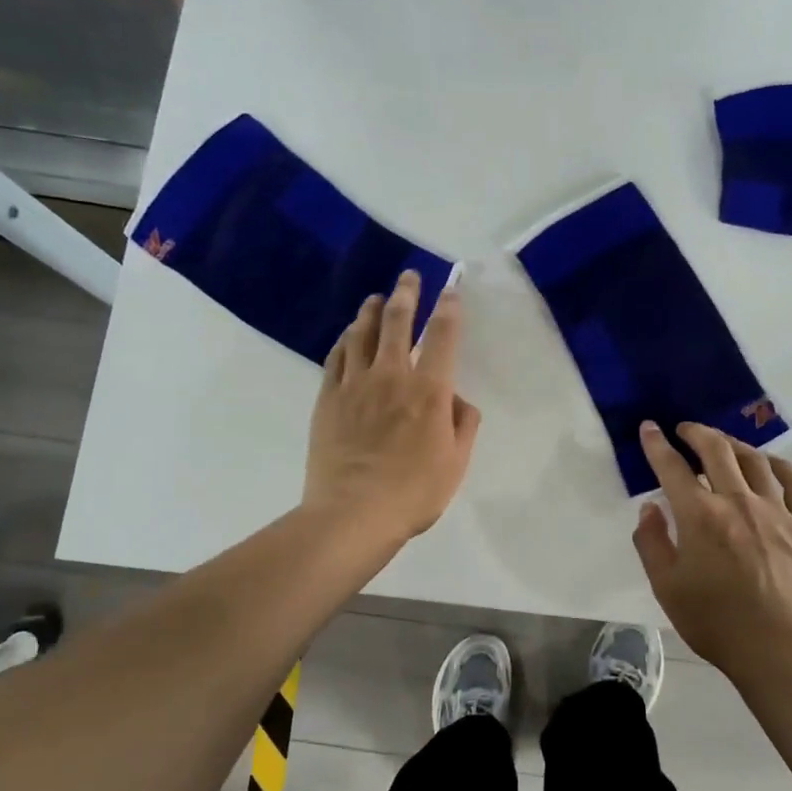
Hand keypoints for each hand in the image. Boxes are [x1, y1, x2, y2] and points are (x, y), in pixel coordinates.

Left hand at [304, 271, 480, 540]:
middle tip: (408, 277)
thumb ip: (463, 425)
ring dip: (371, 310)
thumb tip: (458, 400)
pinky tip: (348, 335)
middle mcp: (391, 376)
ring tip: (376, 298)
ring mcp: (355, 385)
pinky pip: (336, 358)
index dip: (448, 308)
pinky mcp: (328, 398)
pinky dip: (345, 340)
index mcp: (429, 391)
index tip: (450, 290)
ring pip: (361, 333)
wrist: (353, 513)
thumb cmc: (413, 493)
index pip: (442, 336)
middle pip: (397, 322)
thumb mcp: (456, 463)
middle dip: (406, 294)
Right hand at [630, 421, 791, 680]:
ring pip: (754, 460)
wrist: (778, 647)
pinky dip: (781, 466)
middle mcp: (737, 501)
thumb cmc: (714, 620)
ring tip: (722, 443)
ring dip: (733, 444)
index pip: (672, 467)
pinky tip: (770, 465)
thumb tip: (650, 507)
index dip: (657, 444)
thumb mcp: (666, 586)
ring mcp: (775, 510)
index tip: (649, 428)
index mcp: (700, 515)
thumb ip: (651, 542)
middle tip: (684, 429)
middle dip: (696, 432)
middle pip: (716, 450)